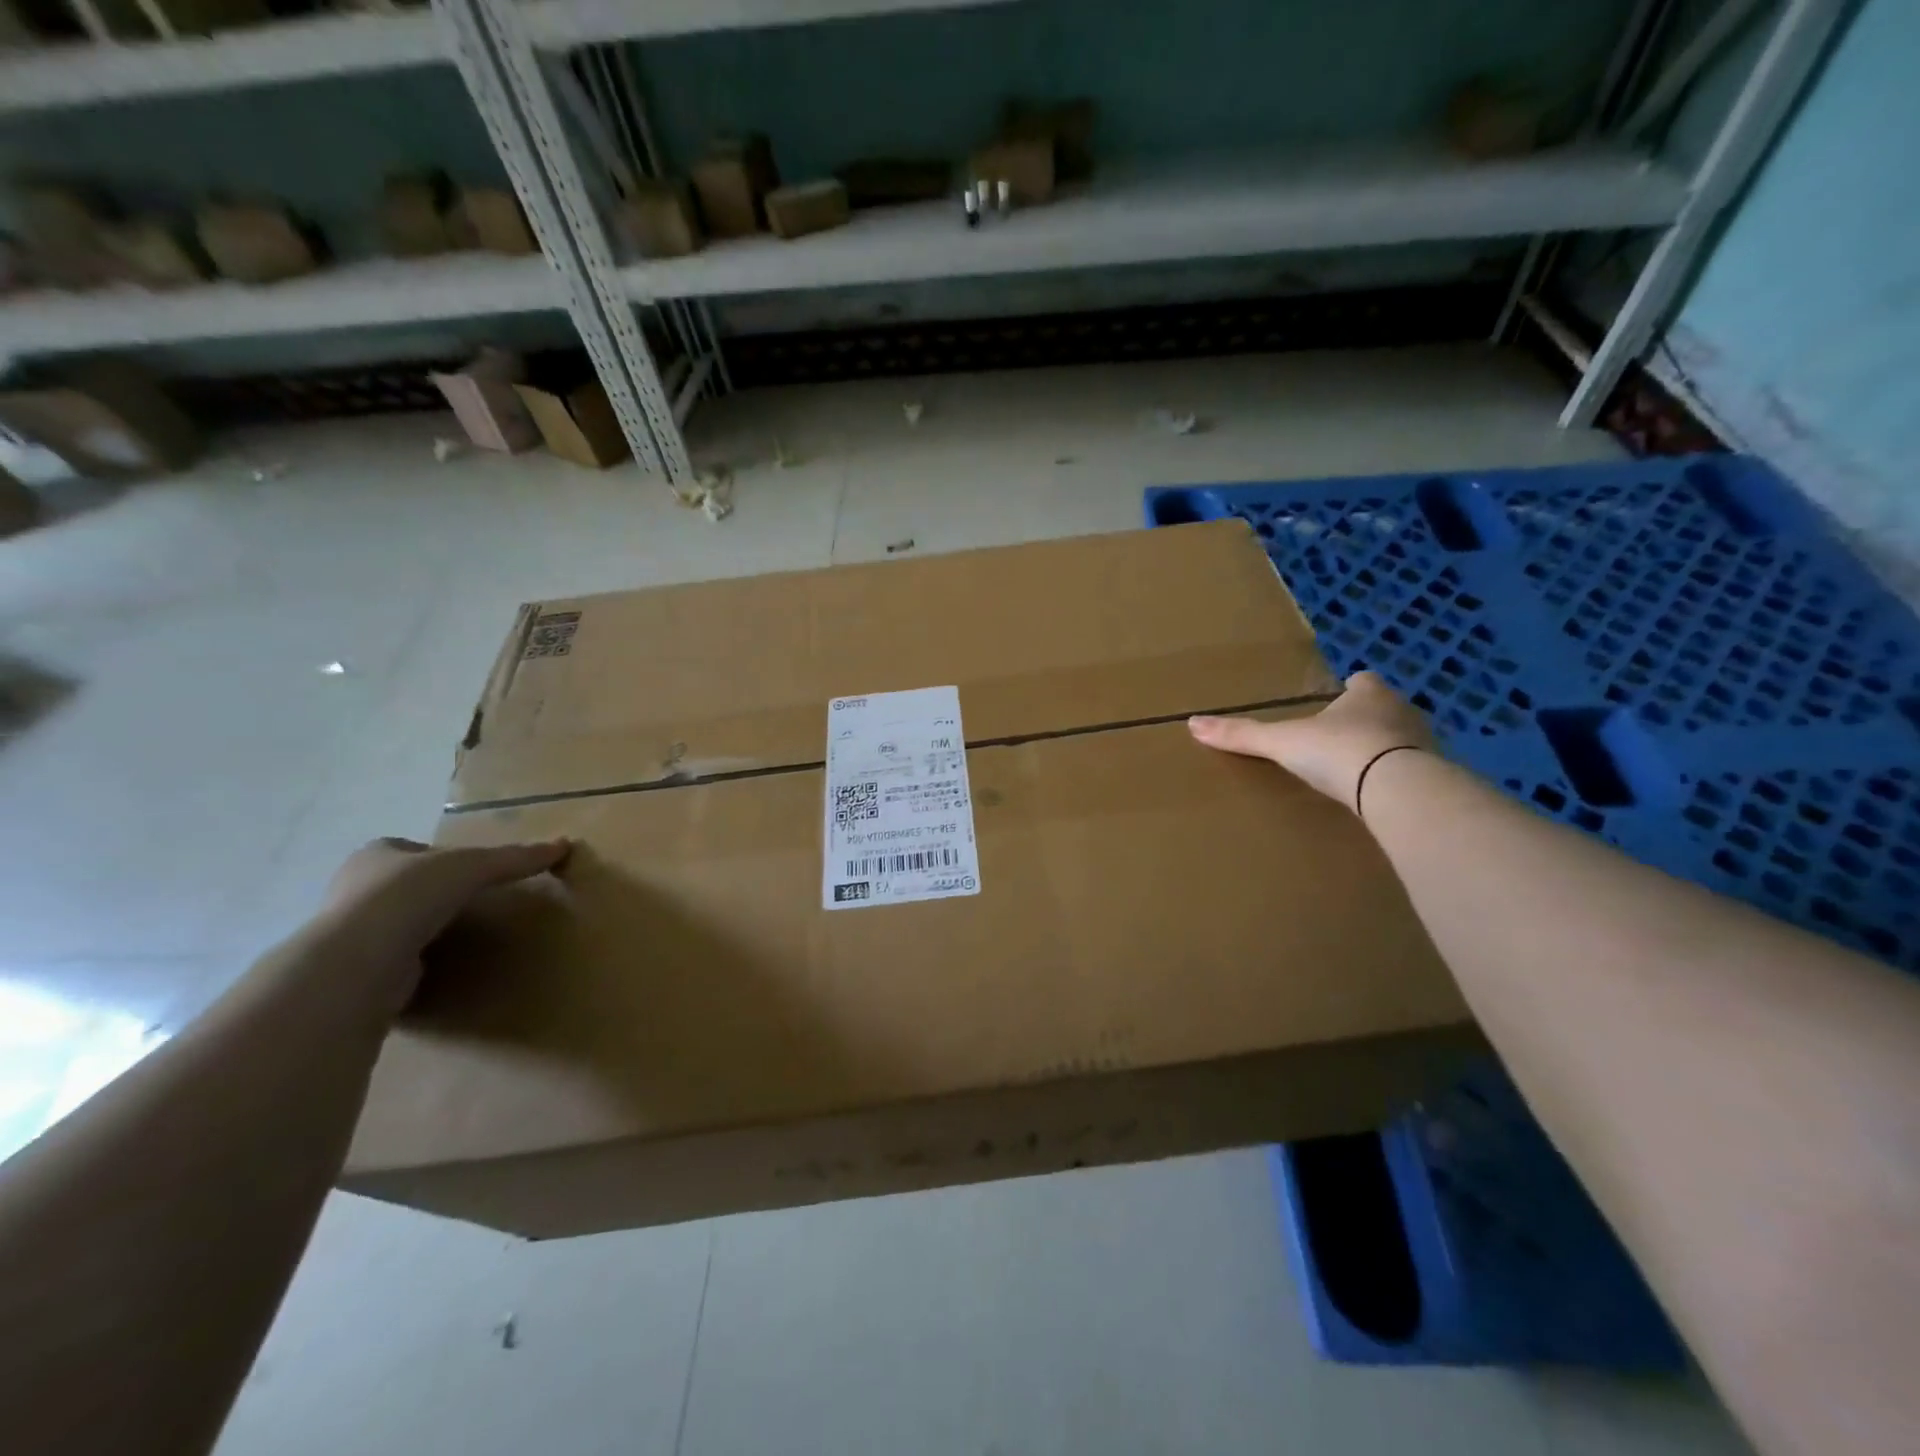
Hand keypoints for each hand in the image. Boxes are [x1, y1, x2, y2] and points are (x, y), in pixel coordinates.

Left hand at [321, 836, 571, 1013]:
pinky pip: (393, 961)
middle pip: (403, 886)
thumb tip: (564, 845)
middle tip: (472, 903)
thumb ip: (515, 858)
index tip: (471, 872)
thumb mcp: (473, 867)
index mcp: (375, 856)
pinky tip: (440, 967)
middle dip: (431, 894)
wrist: (358, 961)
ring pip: (394, 924)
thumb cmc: (409, 896)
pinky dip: (415, 963)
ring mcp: (348, 934)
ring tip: (462, 936)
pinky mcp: (354, 971)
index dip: (441, 857)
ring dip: (421, 930)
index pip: (411, 850)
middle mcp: (353, 890)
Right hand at [1188, 671, 1435, 809]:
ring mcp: (1425, 743)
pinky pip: (1415, 772)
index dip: (1349, 689)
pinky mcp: (1436, 775)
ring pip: (1403, 739)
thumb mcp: (1282, 742)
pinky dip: (1400, 779)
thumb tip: (1193, 723)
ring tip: (1362, 769)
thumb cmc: (1339, 750)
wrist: (1397, 788)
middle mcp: (1402, 710)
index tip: (1337, 699)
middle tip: (1342, 736)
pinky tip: (1382, 795)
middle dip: (1367, 719)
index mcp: (1368, 693)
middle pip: (1384, 708)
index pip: (1362, 682)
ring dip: (1387, 749)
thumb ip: (1243, 734)